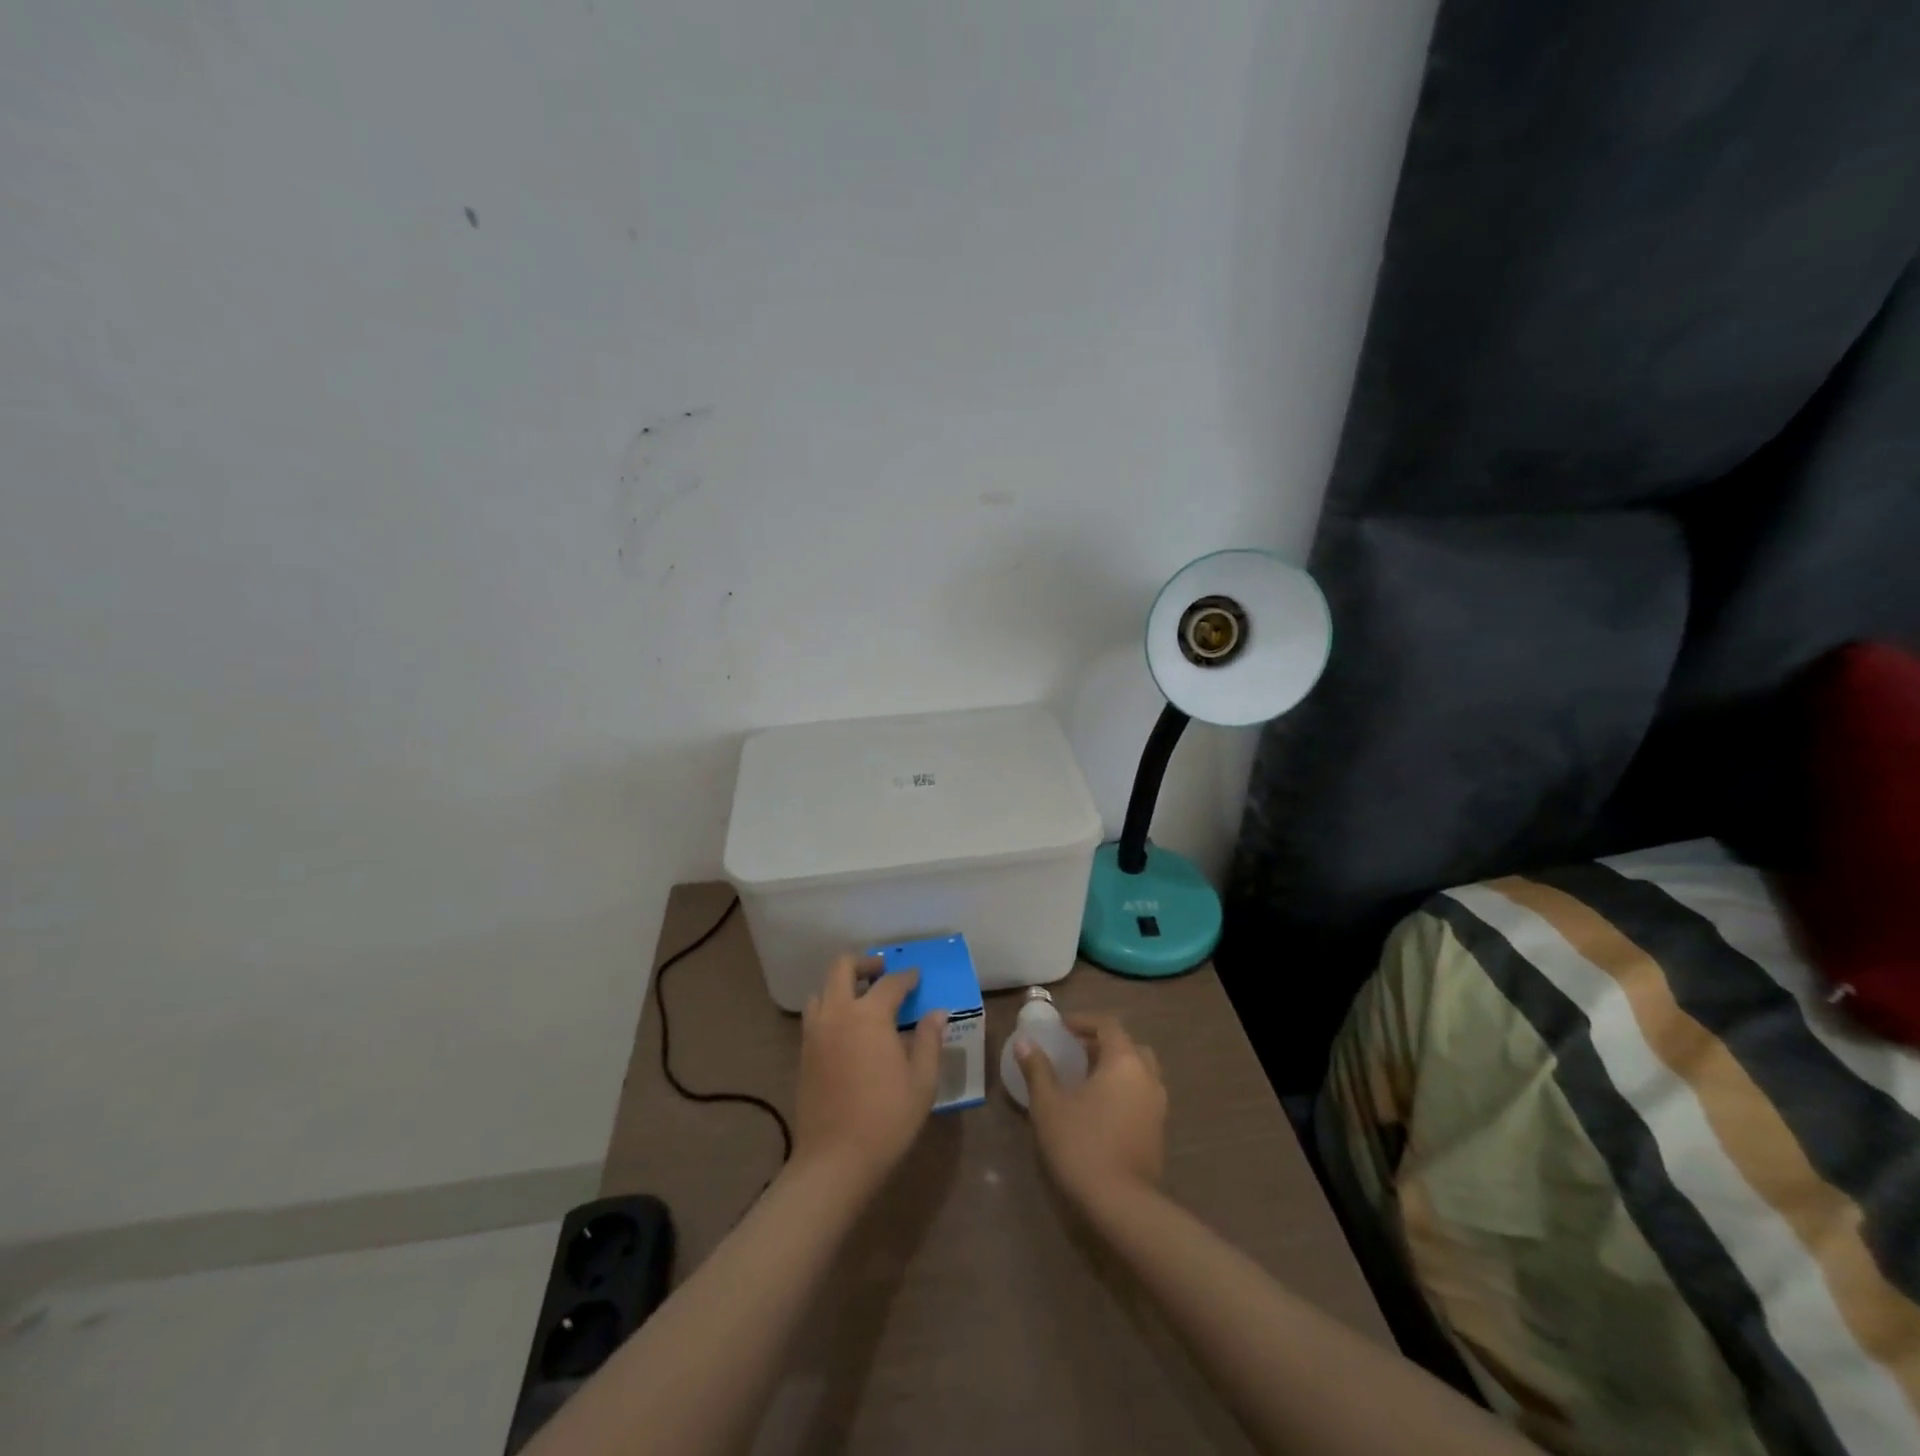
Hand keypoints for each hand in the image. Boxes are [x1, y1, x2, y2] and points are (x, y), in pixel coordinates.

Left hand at [794, 955, 947, 1185]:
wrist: (835, 1160)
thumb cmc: (886, 1119)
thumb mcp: (922, 1081)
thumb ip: (928, 1041)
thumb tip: (936, 1013)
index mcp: (869, 1015)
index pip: (890, 983)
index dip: (906, 977)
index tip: (916, 977)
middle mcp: (837, 1014)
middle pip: (842, 968)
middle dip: (864, 963)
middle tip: (882, 972)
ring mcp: (815, 1033)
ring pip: (822, 990)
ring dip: (841, 985)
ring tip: (862, 999)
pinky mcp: (803, 1053)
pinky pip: (815, 1015)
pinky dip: (830, 1008)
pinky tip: (847, 1029)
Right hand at [1016, 1013, 1166, 1210]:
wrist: (1120, 1205)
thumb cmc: (1080, 1145)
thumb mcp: (1049, 1105)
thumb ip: (1037, 1069)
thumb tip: (1024, 1043)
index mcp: (1124, 1062)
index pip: (1108, 1026)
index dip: (1084, 1021)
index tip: (1061, 1027)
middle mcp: (1147, 1078)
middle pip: (1129, 1046)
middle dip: (1103, 1043)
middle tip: (1076, 1050)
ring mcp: (1157, 1107)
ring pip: (1139, 1072)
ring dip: (1116, 1068)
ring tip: (1086, 1078)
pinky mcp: (1158, 1133)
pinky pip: (1142, 1096)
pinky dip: (1124, 1090)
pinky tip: (1100, 1108)